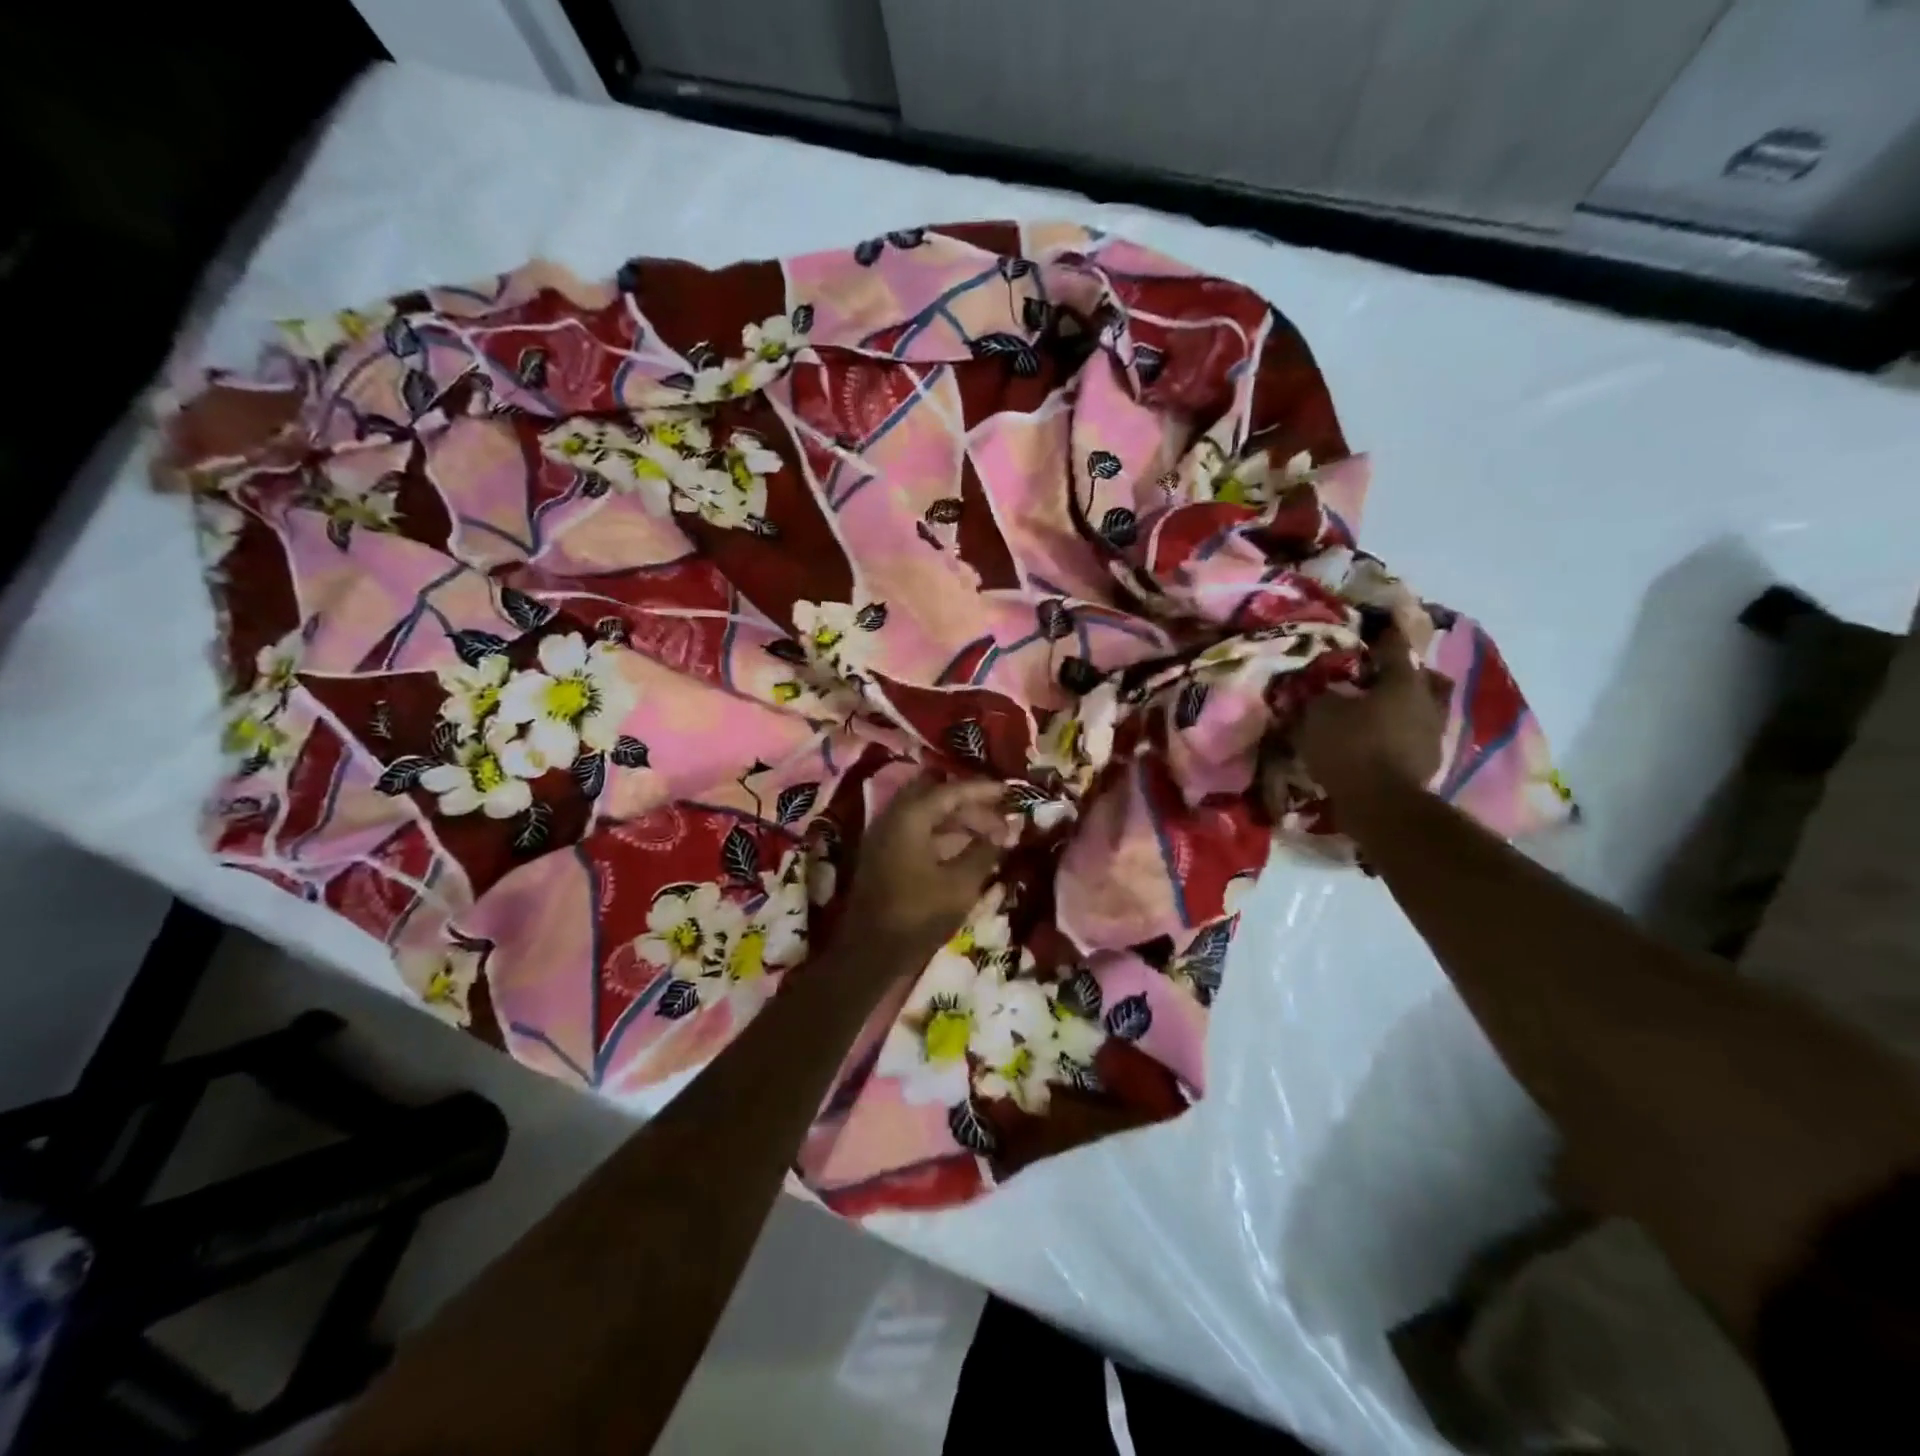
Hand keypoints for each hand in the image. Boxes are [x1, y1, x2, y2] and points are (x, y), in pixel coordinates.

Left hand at [841, 775, 1015, 958]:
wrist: (868, 954)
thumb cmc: (917, 915)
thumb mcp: (961, 885)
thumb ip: (986, 851)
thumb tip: (1008, 830)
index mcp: (909, 816)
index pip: (951, 790)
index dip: (983, 790)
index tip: (1009, 792)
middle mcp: (893, 817)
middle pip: (936, 797)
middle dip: (970, 804)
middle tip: (1000, 816)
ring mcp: (884, 837)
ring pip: (926, 816)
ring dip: (957, 821)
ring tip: (990, 835)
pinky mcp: (883, 856)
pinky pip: (917, 832)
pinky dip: (943, 835)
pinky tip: (967, 851)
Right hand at [1284, 626, 1450, 804]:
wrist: (1381, 805)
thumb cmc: (1351, 748)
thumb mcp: (1319, 714)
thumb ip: (1319, 693)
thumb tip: (1317, 684)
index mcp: (1403, 680)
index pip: (1393, 646)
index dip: (1381, 633)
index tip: (1373, 624)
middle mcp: (1426, 700)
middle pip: (1418, 676)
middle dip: (1398, 673)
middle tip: (1374, 674)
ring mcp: (1432, 733)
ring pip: (1419, 706)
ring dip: (1401, 705)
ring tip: (1374, 710)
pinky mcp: (1428, 761)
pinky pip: (1413, 735)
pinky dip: (1398, 733)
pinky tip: (1379, 738)